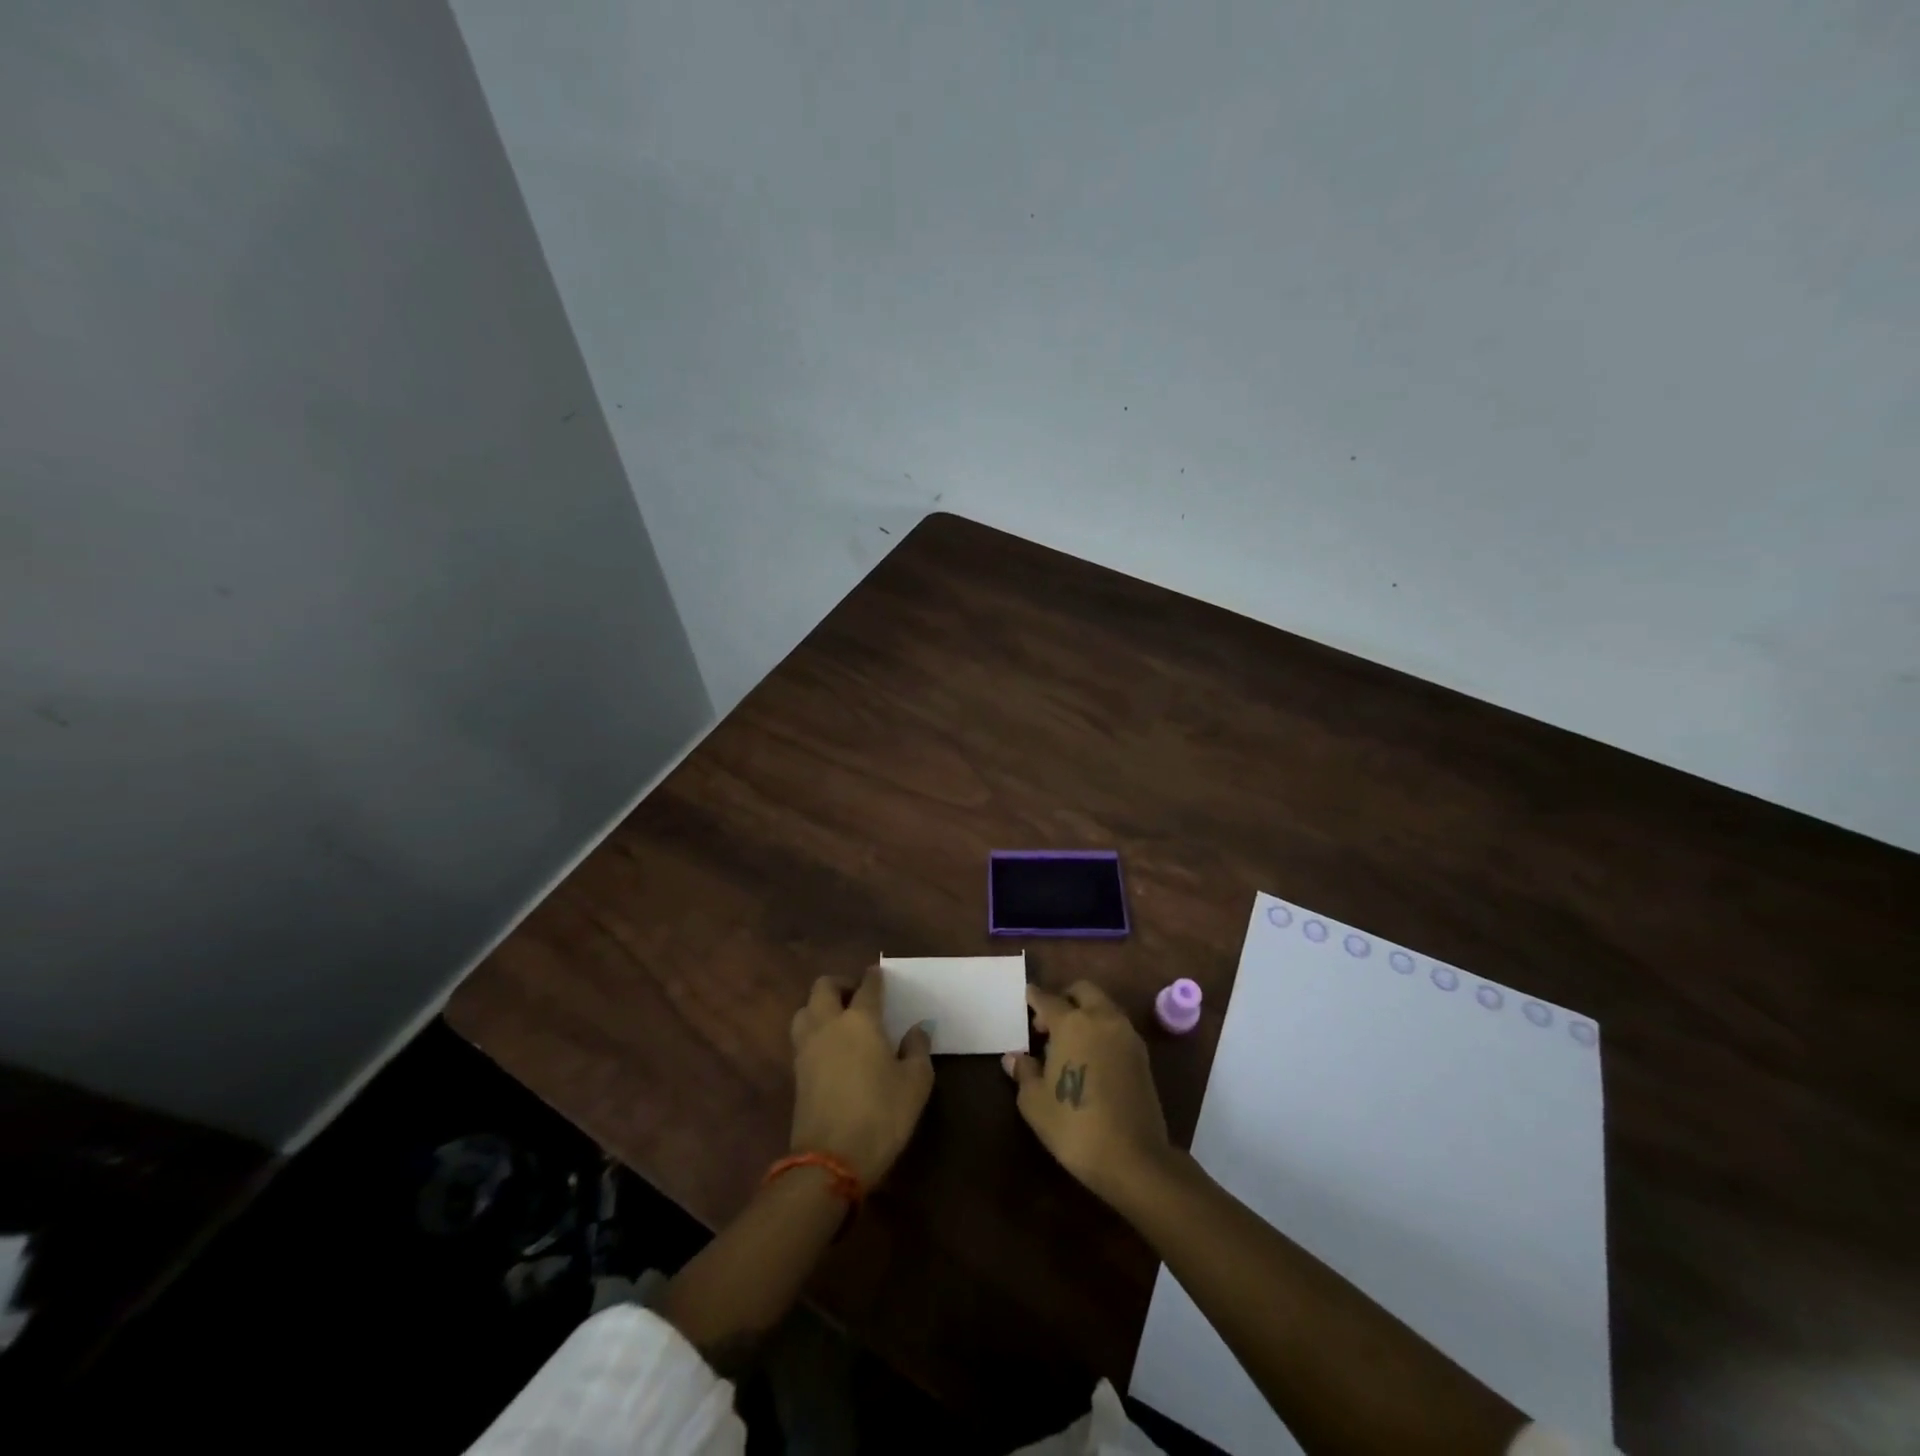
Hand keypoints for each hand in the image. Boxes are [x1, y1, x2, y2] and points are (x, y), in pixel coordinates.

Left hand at [789, 968, 934, 1187]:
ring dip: (820, 1006)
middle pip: (824, 987)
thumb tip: (918, 1029)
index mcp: (860, 1020)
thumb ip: (918, 1049)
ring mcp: (807, 1048)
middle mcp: (829, 1024)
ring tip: (838, 1019)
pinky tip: (830, 1046)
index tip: (879, 975)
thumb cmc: (881, 1115)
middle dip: (840, 984)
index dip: (875, 977)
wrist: (831, 1160)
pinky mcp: (797, 1072)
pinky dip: (814, 1031)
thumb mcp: (915, 1083)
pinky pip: (802, 1036)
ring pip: (805, 1009)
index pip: (867, 986)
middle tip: (857, 995)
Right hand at [1003, 981, 1172, 1205]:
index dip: (1034, 998)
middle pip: (1082, 991)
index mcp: (1072, 1023)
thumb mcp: (1035, 1102)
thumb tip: (1013, 1057)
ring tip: (1069, 1043)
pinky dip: (1101, 1030)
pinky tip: (1090, 1058)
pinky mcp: (1142, 1055)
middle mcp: (1102, 1018)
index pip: (1047, 999)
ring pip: (1103, 1007)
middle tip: (1048, 1024)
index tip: (1026, 997)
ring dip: (1086, 1013)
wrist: (1133, 1158)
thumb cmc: (1075, 1126)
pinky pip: (1116, 1027)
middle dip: (1064, 998)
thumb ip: (1024, 1072)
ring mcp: (1126, 1035)